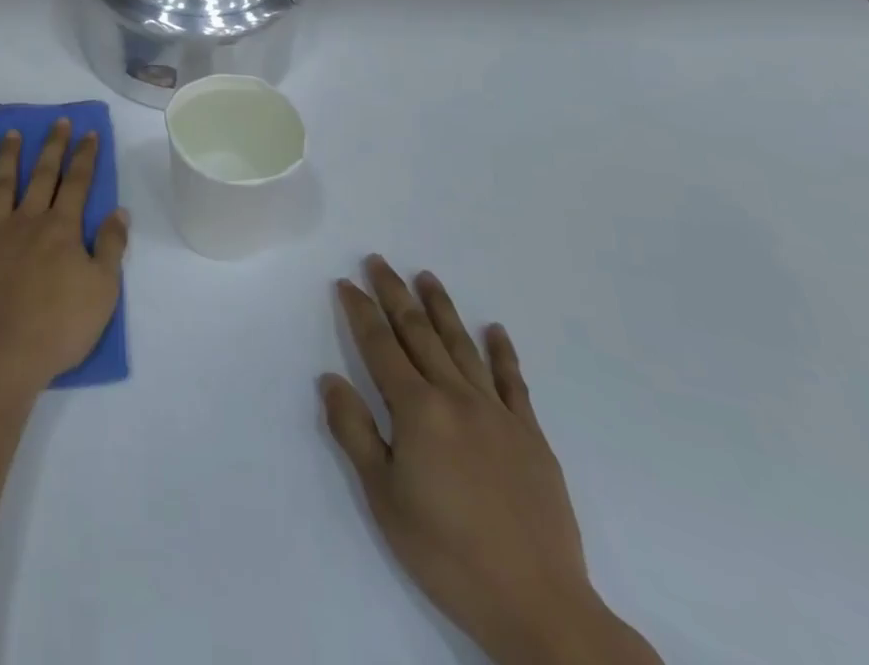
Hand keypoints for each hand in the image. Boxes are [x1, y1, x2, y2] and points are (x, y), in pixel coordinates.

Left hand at [0, 120, 129, 395]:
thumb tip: (118, 211)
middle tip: (58, 122)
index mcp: (62, 229)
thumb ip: (111, 248)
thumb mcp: (103, 292)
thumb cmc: (58, 328)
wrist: (0, 355)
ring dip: (9, 156)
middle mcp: (28, 220)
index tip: (88, 133)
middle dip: (53, 146)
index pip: (77, 183)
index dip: (85, 156)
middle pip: (42, 175)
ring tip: (12, 133)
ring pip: (2, 183)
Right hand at [322, 258, 659, 664]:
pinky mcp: (531, 437)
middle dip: (395, 294)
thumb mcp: (383, 498)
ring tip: (427, 276)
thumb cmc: (446, 552)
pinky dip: (503, 353)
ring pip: (462, 346)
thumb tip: (330, 378)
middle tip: (379, 261)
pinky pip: (513, 382)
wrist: (538, 606)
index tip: (346, 282)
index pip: (379, 345)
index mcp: (416, 409)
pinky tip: (495, 329)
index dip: (360, 311)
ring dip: (442, 308)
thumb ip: (354, 432)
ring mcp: (497, 414)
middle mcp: (455, 397)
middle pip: (418, 333)